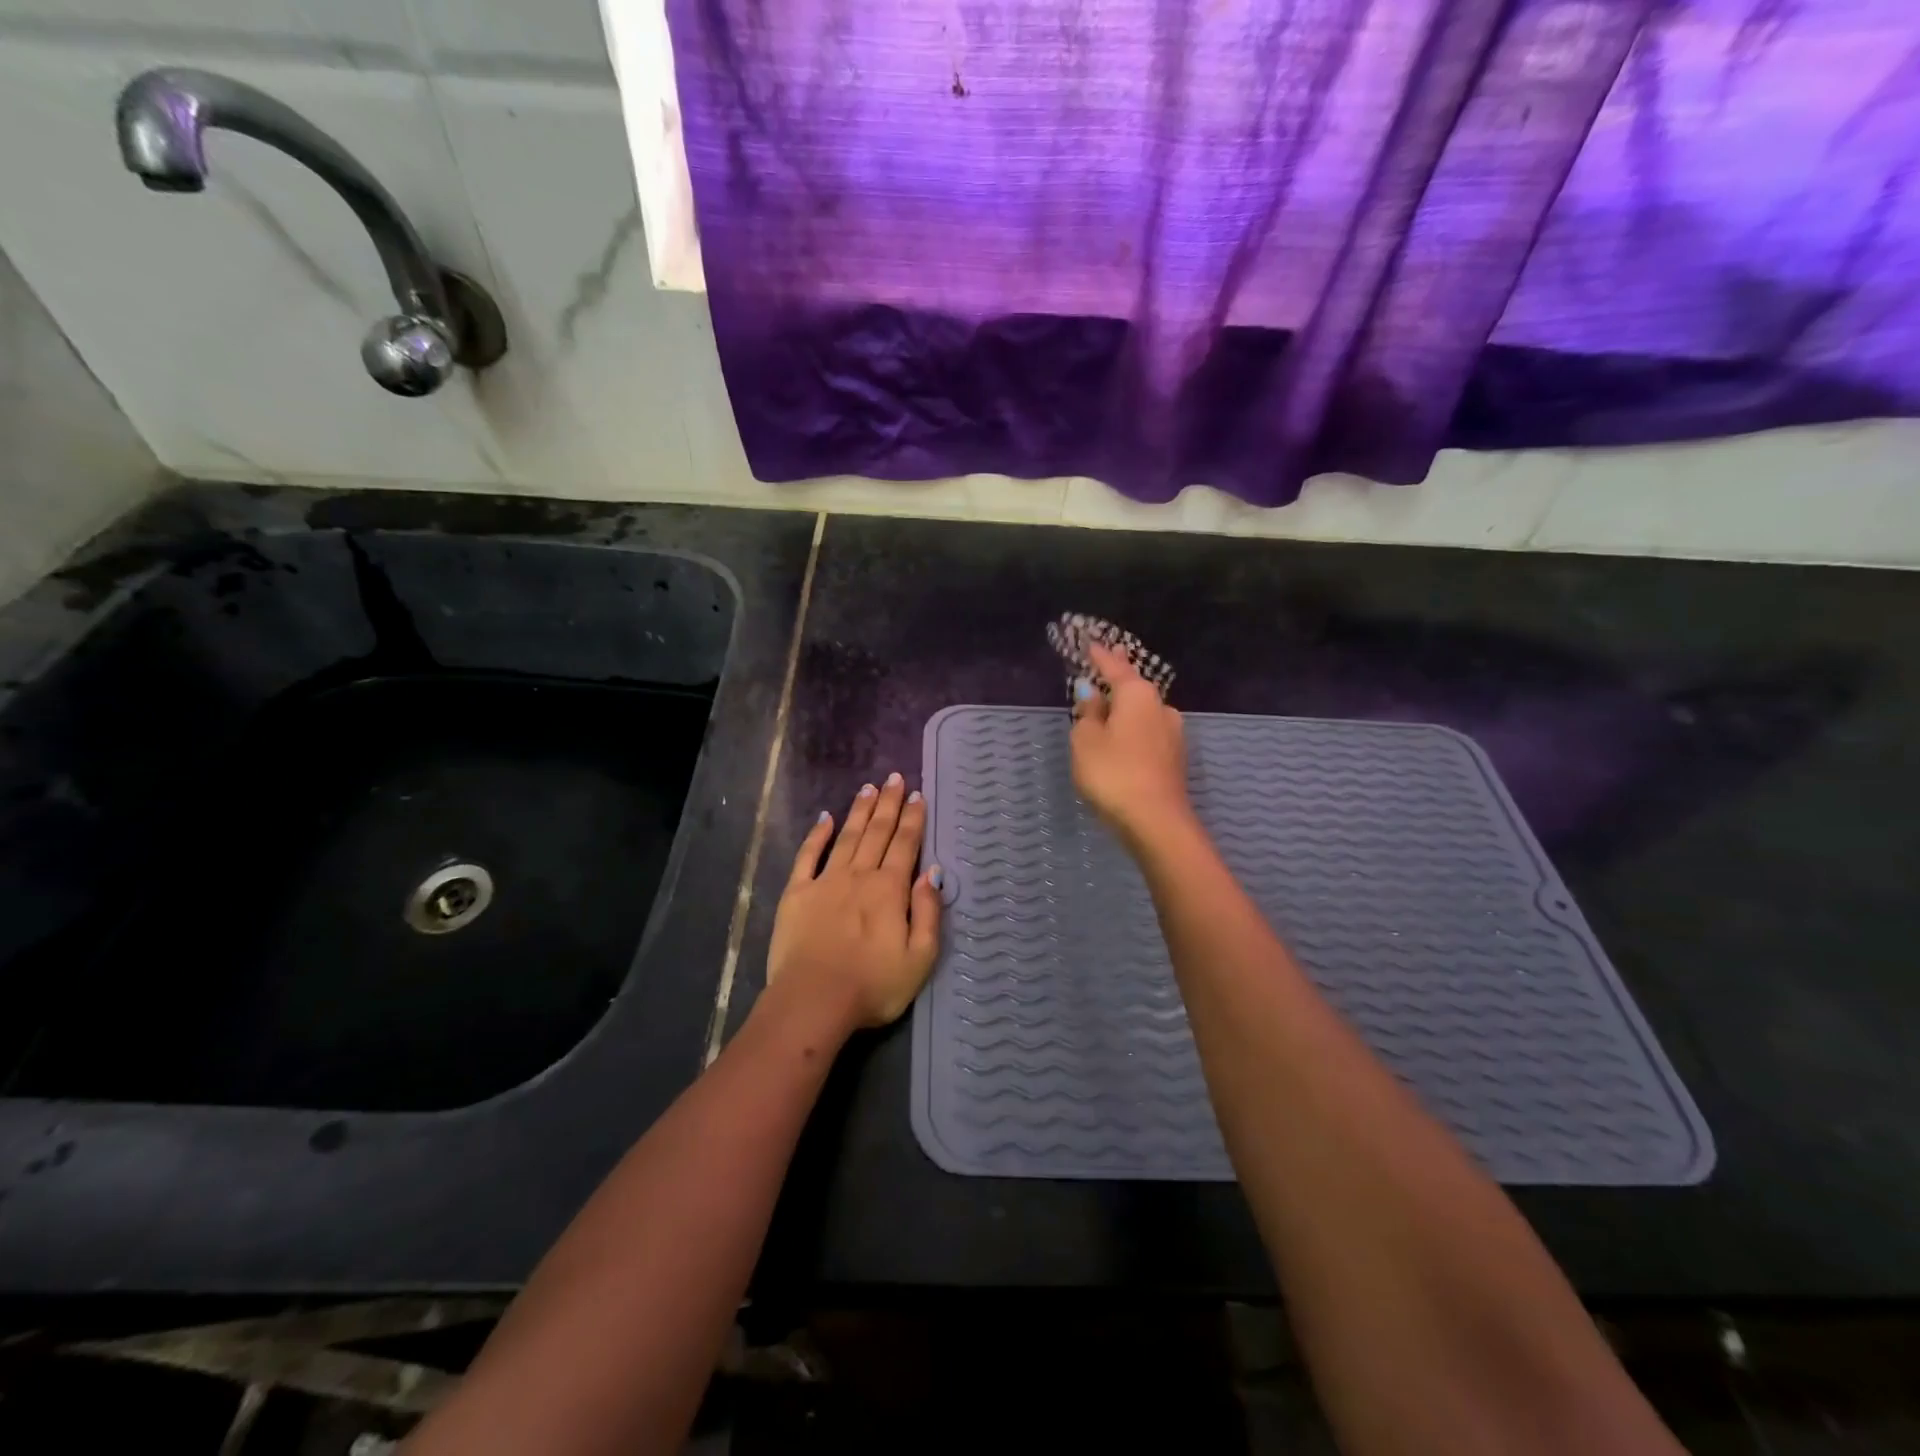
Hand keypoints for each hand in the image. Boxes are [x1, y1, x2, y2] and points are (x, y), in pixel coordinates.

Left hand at [765, 773, 942, 1033]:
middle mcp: (859, 875)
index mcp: (890, 890)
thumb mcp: (920, 957)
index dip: (912, 819)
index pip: (905, 845)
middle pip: (877, 832)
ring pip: (847, 837)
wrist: (814, 1001)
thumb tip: (932, 872)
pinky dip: (817, 835)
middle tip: (894, 778)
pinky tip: (824, 818)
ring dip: (859, 811)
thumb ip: (928, 912)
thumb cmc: (873, 985)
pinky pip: (808, 856)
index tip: (916, 795)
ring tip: (868, 788)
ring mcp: (825, 881)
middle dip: (888, 804)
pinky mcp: (797, 894)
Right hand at [1069, 640, 1192, 848]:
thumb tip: (1091, 695)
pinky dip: (1134, 726)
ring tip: (1111, 701)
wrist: (1156, 822)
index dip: (1100, 656)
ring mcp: (1172, 733)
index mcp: (1137, 694)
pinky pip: (1148, 731)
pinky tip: (1125, 733)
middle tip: (1110, 658)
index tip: (1091, 643)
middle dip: (1120, 675)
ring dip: (1128, 704)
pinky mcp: (1174, 757)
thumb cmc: (1113, 773)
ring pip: (1144, 710)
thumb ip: (1087, 714)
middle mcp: (1160, 707)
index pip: (1114, 667)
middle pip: (1135, 686)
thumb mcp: (1085, 741)